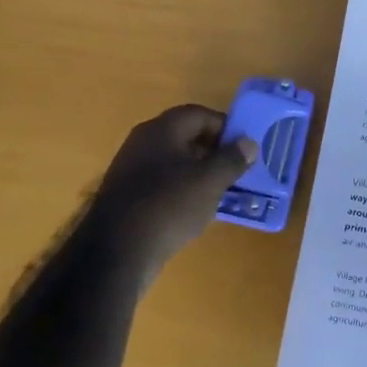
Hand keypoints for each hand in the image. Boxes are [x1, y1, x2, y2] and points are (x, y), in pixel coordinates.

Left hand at [86, 105, 258, 276]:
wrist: (117, 252)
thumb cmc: (169, 206)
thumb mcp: (210, 181)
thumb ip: (232, 159)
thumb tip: (248, 143)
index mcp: (161, 130)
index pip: (199, 114)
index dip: (225, 127)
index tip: (245, 147)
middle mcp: (142, 142)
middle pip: (185, 136)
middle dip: (213, 150)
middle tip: (237, 169)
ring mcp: (131, 169)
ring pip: (174, 161)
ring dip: (199, 172)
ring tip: (221, 191)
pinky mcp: (127, 196)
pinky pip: (162, 183)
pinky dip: (181, 190)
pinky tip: (195, 210)